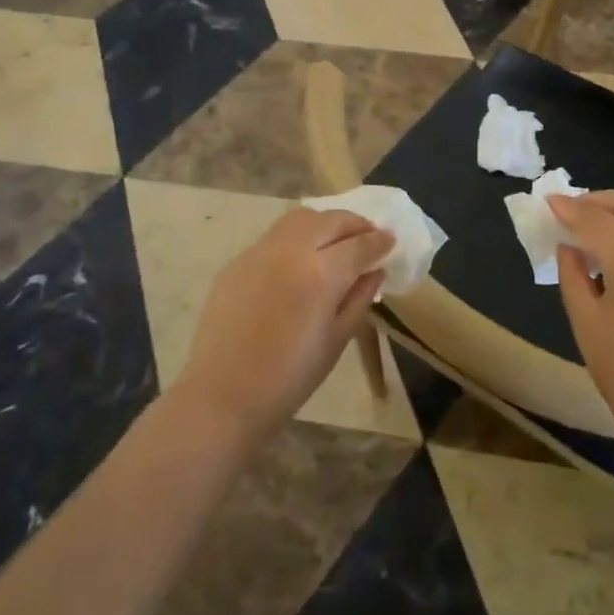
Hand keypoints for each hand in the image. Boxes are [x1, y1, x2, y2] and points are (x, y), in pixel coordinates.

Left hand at [174, 208, 392, 447]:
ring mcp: (260, 251)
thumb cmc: (290, 378)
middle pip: (330, 220)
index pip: (359, 244)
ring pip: (300, 219)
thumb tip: (375, 271)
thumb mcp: (337, 340)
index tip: (391, 241)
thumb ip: (359, 298)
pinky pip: (274, 237)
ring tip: (335, 242)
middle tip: (368, 237)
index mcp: (321, 273)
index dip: (379, 241)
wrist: (223, 396)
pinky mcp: (237, 261)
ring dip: (324, 224)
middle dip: (355, 224)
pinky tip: (299, 262)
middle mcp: (291, 250)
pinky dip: (296, 239)